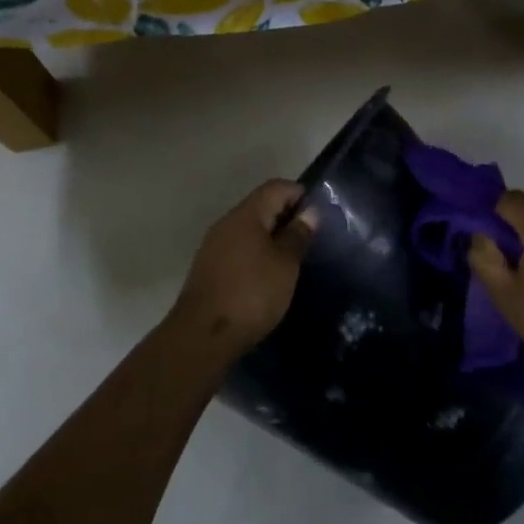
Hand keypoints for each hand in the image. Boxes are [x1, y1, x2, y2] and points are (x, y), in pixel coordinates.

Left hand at [168, 180, 318, 359]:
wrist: (203, 336)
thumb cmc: (251, 294)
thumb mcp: (285, 265)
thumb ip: (297, 235)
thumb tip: (309, 212)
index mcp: (246, 215)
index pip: (276, 187)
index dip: (300, 194)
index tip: (320, 216)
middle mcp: (226, 223)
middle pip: (261, 206)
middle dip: (287, 217)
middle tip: (311, 239)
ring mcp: (214, 246)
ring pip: (249, 230)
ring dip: (272, 238)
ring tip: (294, 259)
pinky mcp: (209, 268)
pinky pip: (239, 249)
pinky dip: (257, 254)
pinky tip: (269, 276)